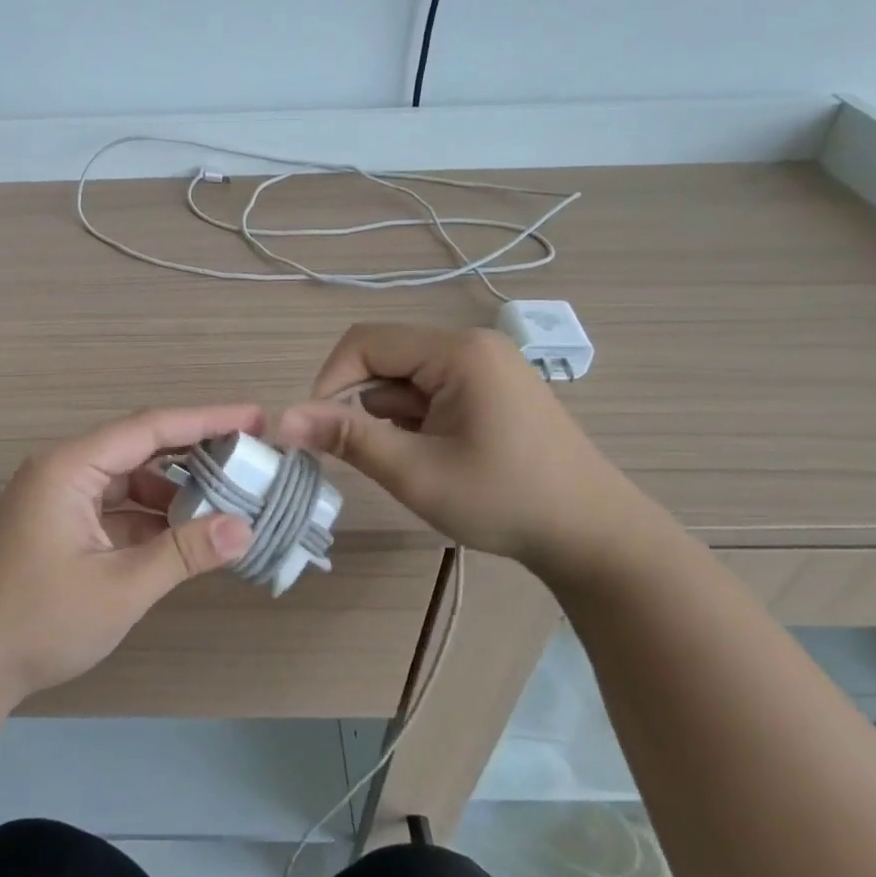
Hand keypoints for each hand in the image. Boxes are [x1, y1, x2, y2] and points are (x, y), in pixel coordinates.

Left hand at [0, 406, 259, 709]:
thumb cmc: (38, 621)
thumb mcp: (120, 587)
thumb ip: (184, 553)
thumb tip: (245, 528)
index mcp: (71, 467)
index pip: (150, 428)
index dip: (208, 419)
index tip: (256, 418)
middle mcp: (64, 471)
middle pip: (140, 448)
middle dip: (196, 453)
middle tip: (251, 457)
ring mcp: (59, 500)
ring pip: (129, 480)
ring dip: (174, 491)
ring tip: (229, 500)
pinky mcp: (59, 527)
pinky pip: (115, 508)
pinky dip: (151, 517)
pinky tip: (186, 532)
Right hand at [273, 323, 647, 573]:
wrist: (592, 535)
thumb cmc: (504, 500)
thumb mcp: (416, 472)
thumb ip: (348, 438)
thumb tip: (282, 419)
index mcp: (457, 351)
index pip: (365, 342)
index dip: (329, 381)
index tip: (318, 431)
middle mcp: (471, 345)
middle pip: (385, 357)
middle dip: (360, 403)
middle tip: (364, 455)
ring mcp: (486, 367)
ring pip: (406, 378)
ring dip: (389, 416)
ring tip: (410, 464)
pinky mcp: (492, 390)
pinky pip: (432, 391)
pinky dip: (415, 420)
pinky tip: (432, 458)